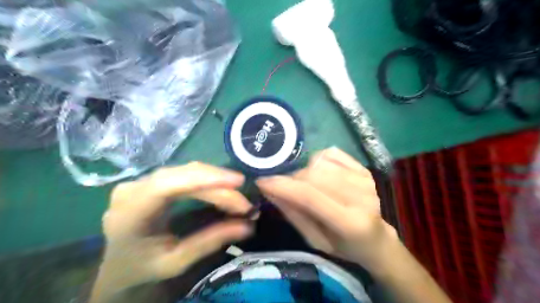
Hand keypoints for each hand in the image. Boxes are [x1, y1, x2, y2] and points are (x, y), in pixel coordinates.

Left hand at [94, 163, 252, 293]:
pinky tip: (220, 187)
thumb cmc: (143, 269)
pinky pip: (183, 174)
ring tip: (236, 195)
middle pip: (180, 174)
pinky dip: (205, 180)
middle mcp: (131, 189)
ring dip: (214, 180)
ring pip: (184, 171)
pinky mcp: (151, 181)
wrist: (119, 267)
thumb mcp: (177, 262)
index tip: (237, 182)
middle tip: (244, 200)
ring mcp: (139, 181)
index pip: (167, 185)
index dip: (204, 178)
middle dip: (217, 182)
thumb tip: (247, 226)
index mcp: (129, 214)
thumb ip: (210, 241)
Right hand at [255, 148, 396, 268]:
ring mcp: (364, 179)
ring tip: (305, 184)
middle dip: (292, 179)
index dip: (283, 186)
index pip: (310, 196)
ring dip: (304, 171)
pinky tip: (319, 173)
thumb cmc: (343, 246)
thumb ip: (293, 213)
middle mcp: (361, 196)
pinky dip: (317, 160)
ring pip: (320, 162)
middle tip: (285, 188)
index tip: (262, 181)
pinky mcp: (363, 168)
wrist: (375, 239)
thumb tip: (269, 189)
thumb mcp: (314, 240)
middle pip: (314, 175)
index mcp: (350, 223)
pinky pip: (331, 153)